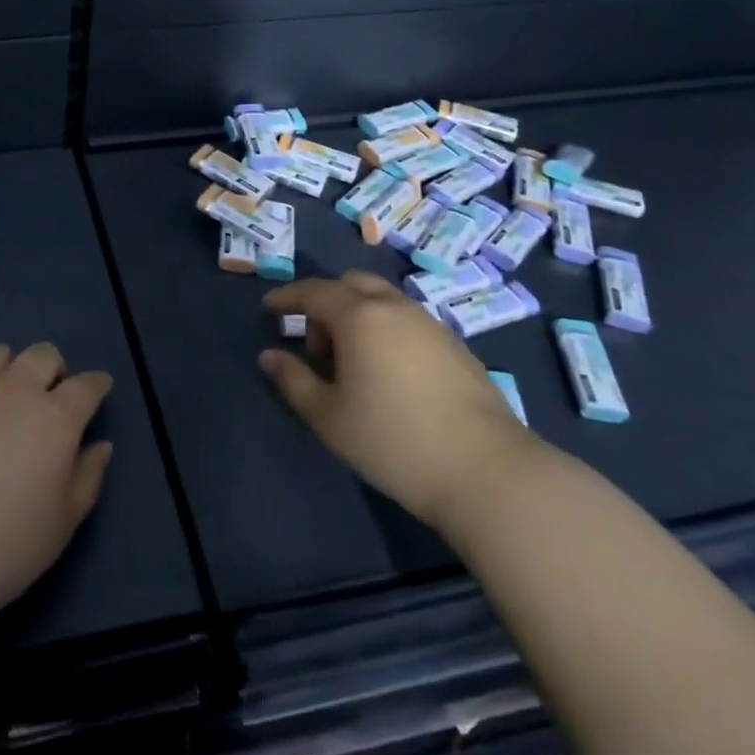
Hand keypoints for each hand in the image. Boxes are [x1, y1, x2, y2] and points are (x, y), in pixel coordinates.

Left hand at [0, 343, 113, 621]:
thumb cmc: (5, 548)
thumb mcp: (63, 524)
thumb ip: (88, 477)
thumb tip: (100, 444)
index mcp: (55, 418)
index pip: (87, 385)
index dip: (95, 385)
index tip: (96, 391)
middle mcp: (14, 389)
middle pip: (42, 355)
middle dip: (52, 370)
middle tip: (44, 398)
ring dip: (4, 370)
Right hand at [260, 271, 533, 529]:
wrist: (487, 471)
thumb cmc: (393, 441)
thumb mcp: (328, 417)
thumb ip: (293, 380)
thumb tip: (269, 356)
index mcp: (360, 316)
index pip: (313, 292)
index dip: (286, 296)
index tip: (268, 308)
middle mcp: (395, 308)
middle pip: (351, 283)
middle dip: (325, 302)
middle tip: (314, 344)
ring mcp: (430, 324)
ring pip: (383, 299)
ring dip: (357, 315)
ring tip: (350, 363)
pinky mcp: (456, 345)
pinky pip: (406, 320)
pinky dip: (385, 328)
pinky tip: (387, 372)